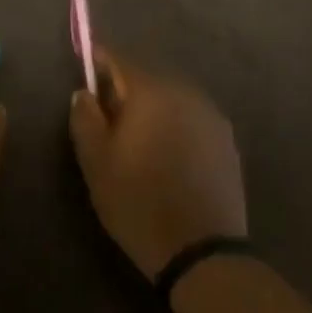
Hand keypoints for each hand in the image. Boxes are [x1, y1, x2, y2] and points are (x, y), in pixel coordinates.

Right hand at [69, 52, 246, 278]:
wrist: (201, 251)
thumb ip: (85, 118)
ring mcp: (212, 117)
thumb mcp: (96, 162)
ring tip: (135, 137)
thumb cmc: (137, 201)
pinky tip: (165, 154)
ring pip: (172, 99)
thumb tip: (84, 92)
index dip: (99, 60)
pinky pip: (191, 119)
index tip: (85, 66)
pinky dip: (174, 125)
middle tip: (105, 113)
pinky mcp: (227, 142)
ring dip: (152, 108)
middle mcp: (186, 94)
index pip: (120, 60)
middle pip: (148, 78)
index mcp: (152, 93)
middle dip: (125, 88)